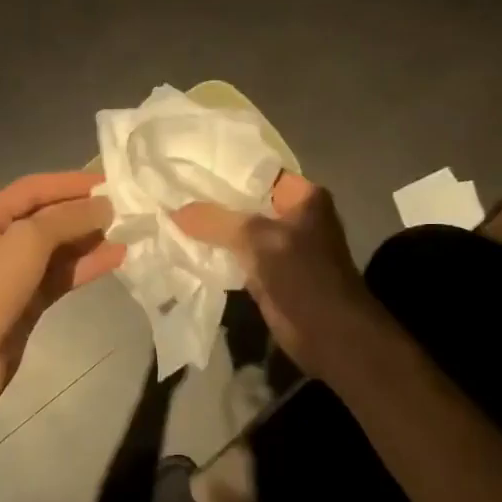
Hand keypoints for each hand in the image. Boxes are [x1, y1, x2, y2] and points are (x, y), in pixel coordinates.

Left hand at [0, 172, 124, 414]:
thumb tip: (104, 206)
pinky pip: (60, 276)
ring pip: (57, 249)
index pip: (33, 189)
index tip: (108, 182)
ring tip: (126, 232)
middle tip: (124, 208)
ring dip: (89, 240)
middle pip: (46, 218)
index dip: (70, 183)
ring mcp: (12, 274)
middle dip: (83, 212)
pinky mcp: (27, 302)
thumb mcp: (26, 242)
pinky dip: (85, 266)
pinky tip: (116, 259)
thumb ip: (66, 219)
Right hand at [173, 173, 380, 379]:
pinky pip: (237, 255)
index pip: (256, 170)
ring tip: (169, 214)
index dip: (222, 167)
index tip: (186, 164)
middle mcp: (293, 215)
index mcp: (302, 196)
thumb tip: (174, 210)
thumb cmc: (303, 277)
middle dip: (210, 199)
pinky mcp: (270, 272)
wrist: (331, 336)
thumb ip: (215, 221)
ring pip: (238, 230)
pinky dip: (216, 253)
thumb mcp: (257, 240)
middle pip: (244, 200)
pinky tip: (184, 246)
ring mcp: (281, 245)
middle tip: (170, 189)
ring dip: (210, 229)